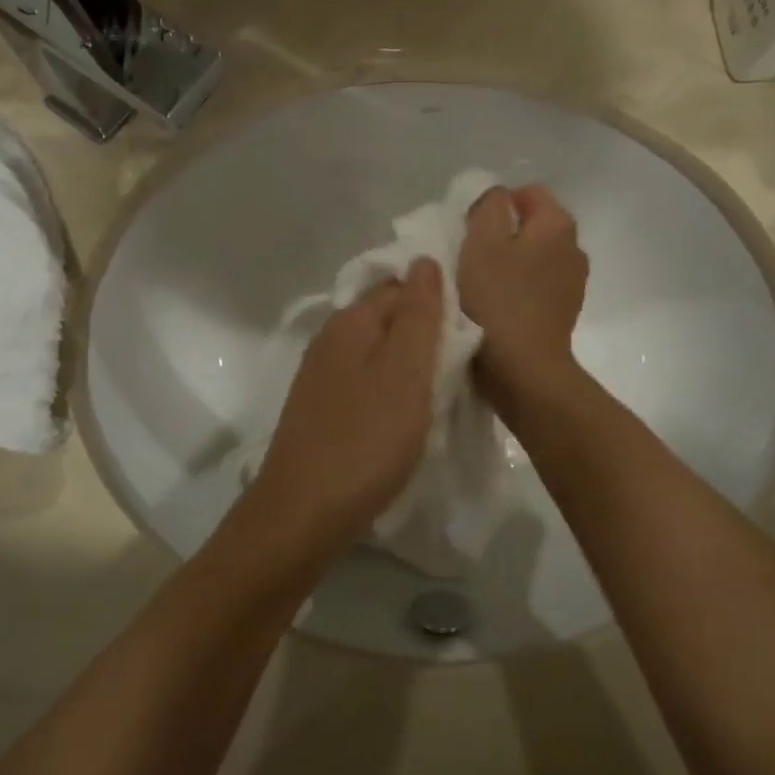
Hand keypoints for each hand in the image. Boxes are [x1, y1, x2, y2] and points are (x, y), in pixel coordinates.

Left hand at [245, 259, 444, 564]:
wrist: (303, 514)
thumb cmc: (365, 440)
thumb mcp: (406, 373)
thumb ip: (419, 315)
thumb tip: (424, 260)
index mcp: (351, 321)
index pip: (402, 285)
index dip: (438, 300)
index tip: (471, 328)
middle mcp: (331, 339)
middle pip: (387, 317)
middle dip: (425, 329)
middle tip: (463, 360)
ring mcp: (322, 375)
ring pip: (377, 350)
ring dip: (409, 361)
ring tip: (443, 386)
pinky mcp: (322, 408)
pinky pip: (366, 379)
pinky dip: (391, 386)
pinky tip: (407, 410)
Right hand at [458, 185, 587, 409]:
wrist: (522, 369)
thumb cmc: (496, 298)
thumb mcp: (481, 240)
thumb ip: (490, 205)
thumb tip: (498, 200)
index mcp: (558, 223)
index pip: (528, 192)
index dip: (496, 205)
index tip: (471, 230)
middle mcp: (574, 247)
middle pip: (532, 225)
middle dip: (502, 234)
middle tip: (470, 256)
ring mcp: (572, 282)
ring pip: (534, 257)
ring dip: (509, 264)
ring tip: (480, 284)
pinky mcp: (563, 312)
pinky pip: (536, 286)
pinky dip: (517, 289)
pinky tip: (495, 307)